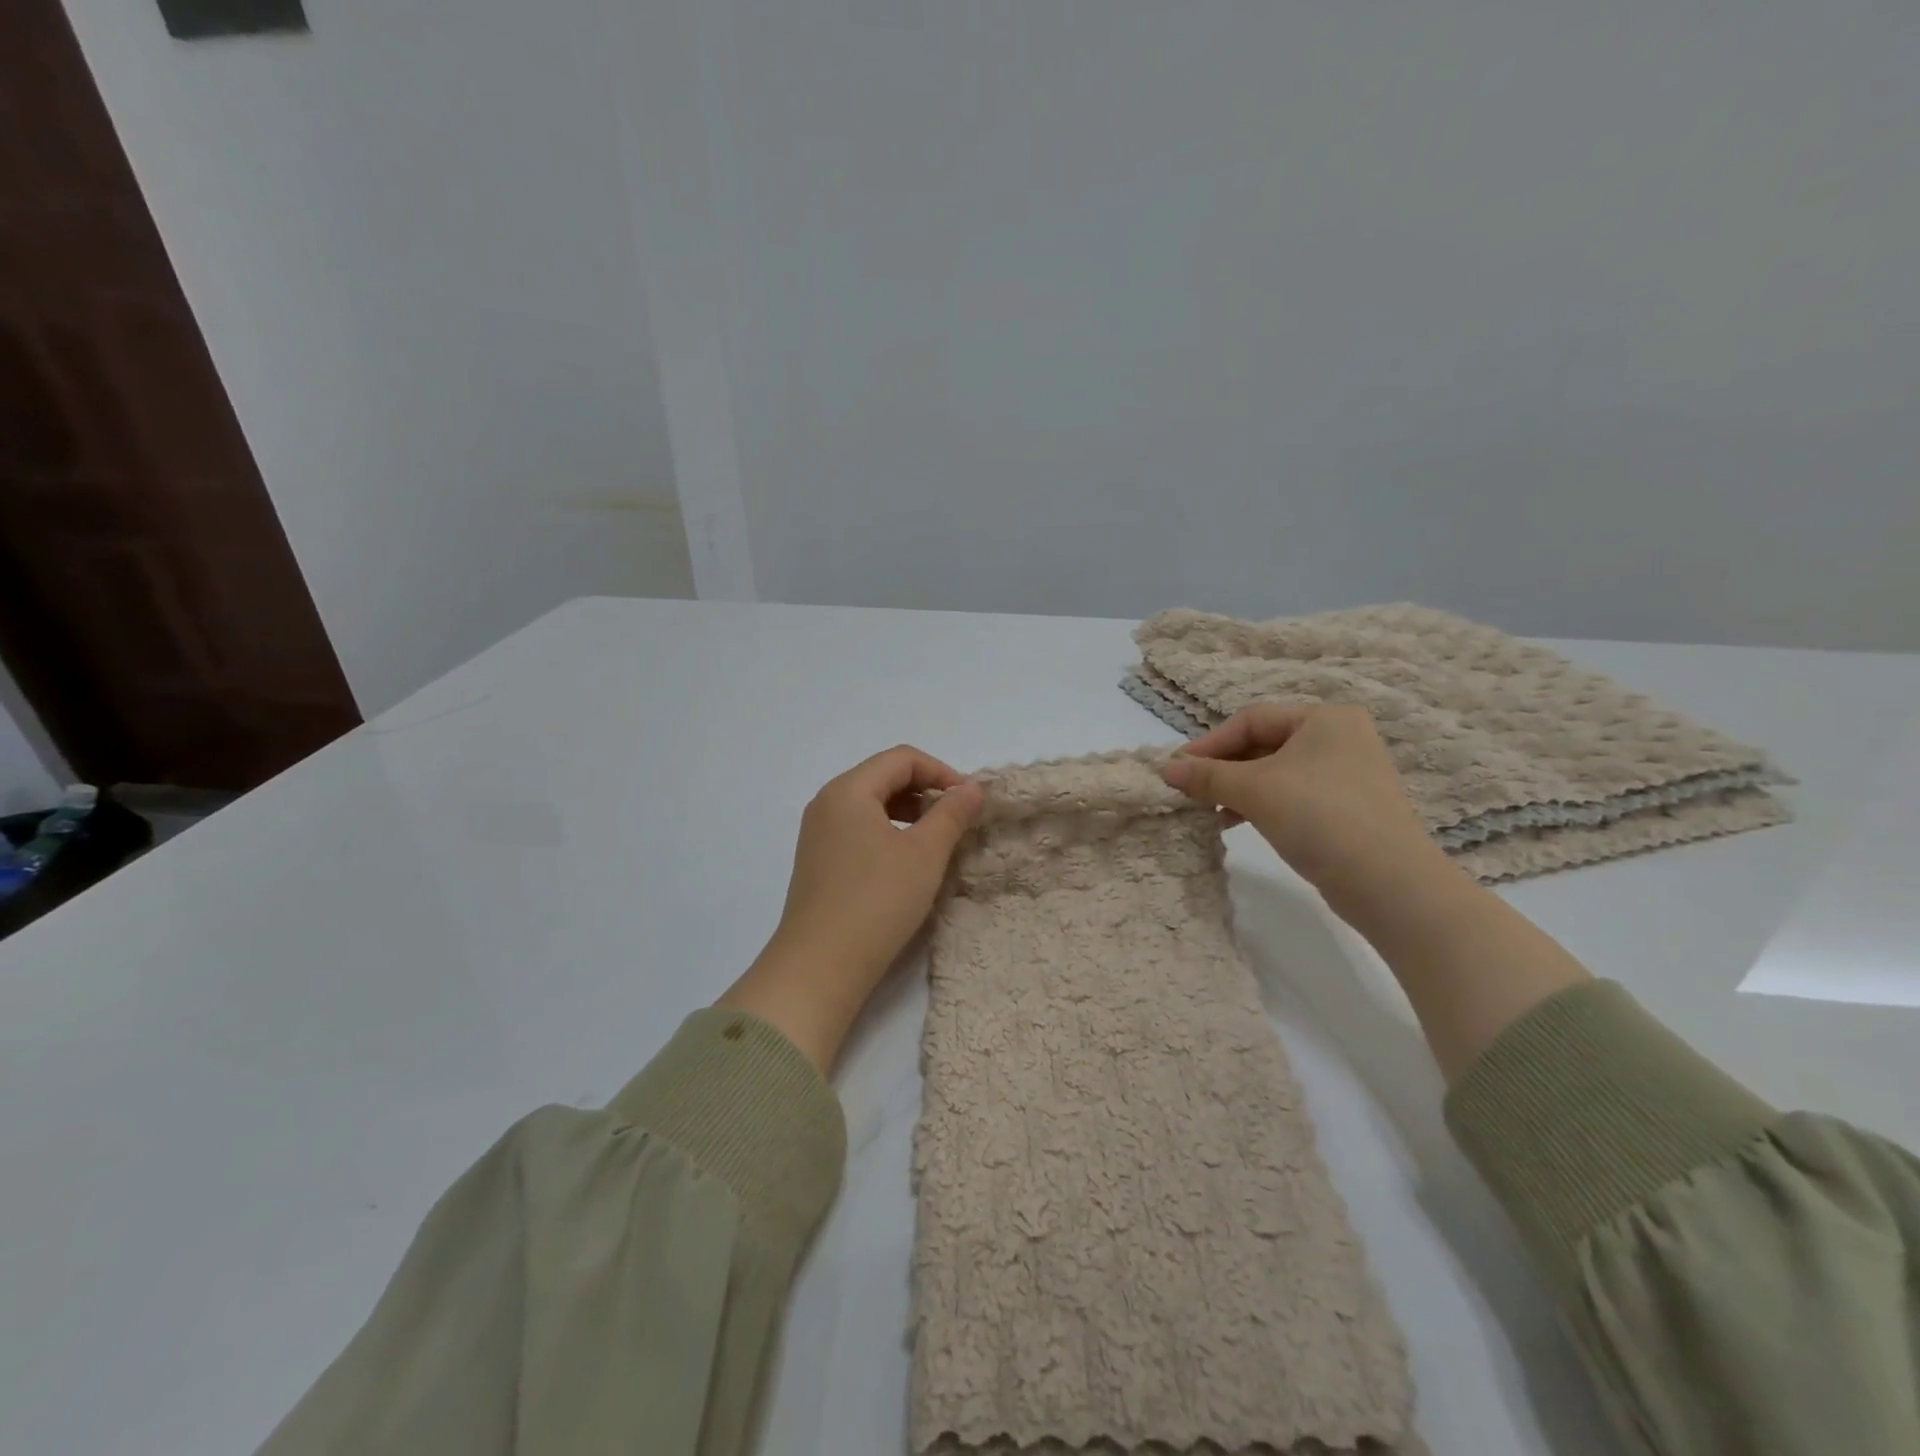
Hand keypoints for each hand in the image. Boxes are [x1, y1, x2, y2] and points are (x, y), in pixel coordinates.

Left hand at [721, 746, 983, 1072]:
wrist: (819, 967)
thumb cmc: (877, 901)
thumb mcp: (924, 854)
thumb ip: (951, 814)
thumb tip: (971, 788)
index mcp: (849, 790)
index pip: (901, 759)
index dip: (941, 772)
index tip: (970, 800)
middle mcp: (827, 803)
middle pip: (883, 777)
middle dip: (925, 791)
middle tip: (957, 820)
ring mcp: (818, 834)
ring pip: (872, 806)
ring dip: (909, 813)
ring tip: (937, 841)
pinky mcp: (818, 862)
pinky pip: (859, 830)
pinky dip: (889, 833)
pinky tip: (907, 863)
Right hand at [1160, 703, 1454, 925]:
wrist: (1390, 884)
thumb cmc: (1320, 818)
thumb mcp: (1255, 790)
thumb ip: (1207, 775)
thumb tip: (1165, 768)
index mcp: (1324, 718)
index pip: (1251, 720)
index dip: (1209, 743)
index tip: (1176, 769)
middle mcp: (1339, 738)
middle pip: (1262, 744)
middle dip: (1222, 768)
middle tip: (1189, 790)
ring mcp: (1346, 774)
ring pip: (1274, 772)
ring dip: (1236, 789)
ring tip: (1208, 810)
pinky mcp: (1346, 808)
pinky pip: (1291, 795)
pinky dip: (1260, 804)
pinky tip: (1236, 822)